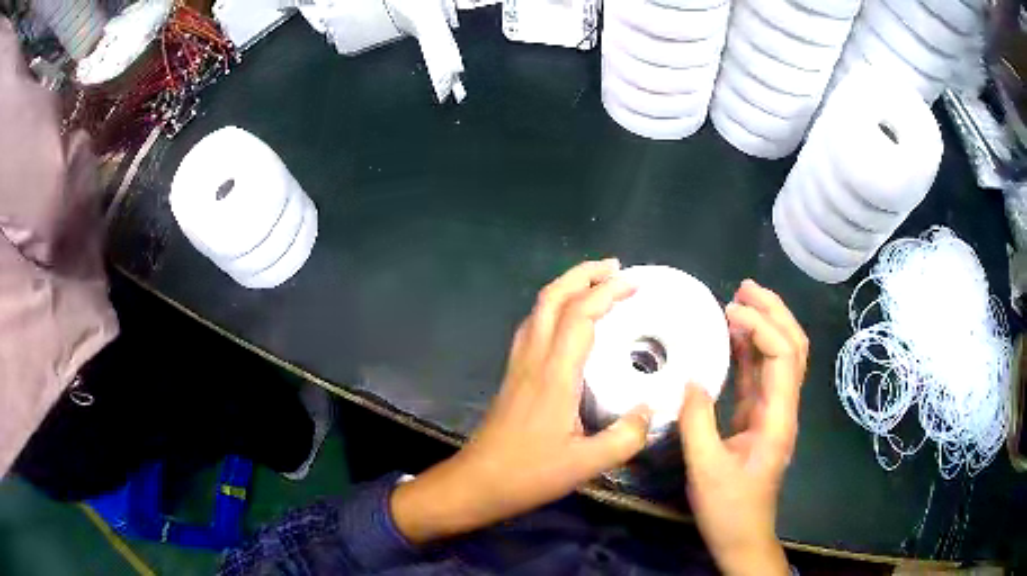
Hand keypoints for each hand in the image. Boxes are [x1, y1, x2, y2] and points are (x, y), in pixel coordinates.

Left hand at [391, 259, 652, 544]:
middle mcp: (533, 359)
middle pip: (551, 298)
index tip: (634, 282)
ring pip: (538, 309)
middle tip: (614, 268)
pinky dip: (553, 308)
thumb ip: (624, 438)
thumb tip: (650, 411)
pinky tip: (567, 321)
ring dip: (566, 287)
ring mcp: (519, 365)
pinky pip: (533, 326)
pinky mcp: (513, 375)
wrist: (477, 482)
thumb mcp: (584, 465)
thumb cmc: (528, 474)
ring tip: (595, 285)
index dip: (606, 292)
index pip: (579, 316)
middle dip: (582, 274)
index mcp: (554, 375)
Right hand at [680, 279, 807, 575]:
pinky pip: (760, 375)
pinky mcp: (758, 418)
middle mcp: (782, 407)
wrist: (742, 535)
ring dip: (765, 325)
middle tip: (745, 287)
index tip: (730, 310)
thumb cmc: (729, 508)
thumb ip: (697, 423)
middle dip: (774, 312)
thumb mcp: (706, 469)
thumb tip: (691, 380)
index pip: (783, 357)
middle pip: (793, 347)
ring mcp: (772, 412)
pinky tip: (733, 337)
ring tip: (740, 300)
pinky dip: (750, 349)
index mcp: (778, 418)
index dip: (762, 327)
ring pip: (780, 357)